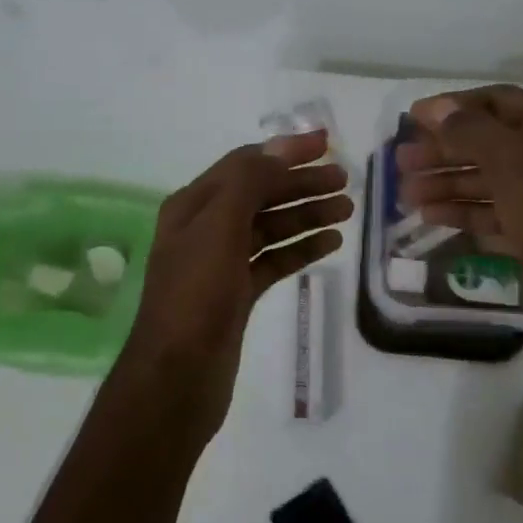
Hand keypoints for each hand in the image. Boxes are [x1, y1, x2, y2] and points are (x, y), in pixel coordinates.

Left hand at [121, 131, 350, 436]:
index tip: (326, 144)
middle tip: (344, 181)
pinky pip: (274, 260)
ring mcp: (221, 263)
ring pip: (270, 228)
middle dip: (301, 184)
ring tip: (346, 210)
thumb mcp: (218, 227)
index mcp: (193, 205)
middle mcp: (205, 228)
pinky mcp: (237, 294)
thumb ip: (249, 182)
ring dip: (306, 215)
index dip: (285, 151)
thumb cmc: (195, 295)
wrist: (176, 378)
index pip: (245, 164)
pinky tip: (330, 243)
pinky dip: (300, 249)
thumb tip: (282, 149)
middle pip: (260, 194)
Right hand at [394, 85, 522, 321]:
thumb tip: (436, 108)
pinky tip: (432, 217)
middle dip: (444, 150)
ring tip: (405, 195)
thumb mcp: (515, 165)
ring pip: (491, 181)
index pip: (498, 101)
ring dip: (448, 183)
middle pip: (490, 143)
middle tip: (400, 162)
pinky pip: (498, 214)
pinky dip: (465, 212)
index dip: (453, 107)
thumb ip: (472, 131)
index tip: (411, 119)